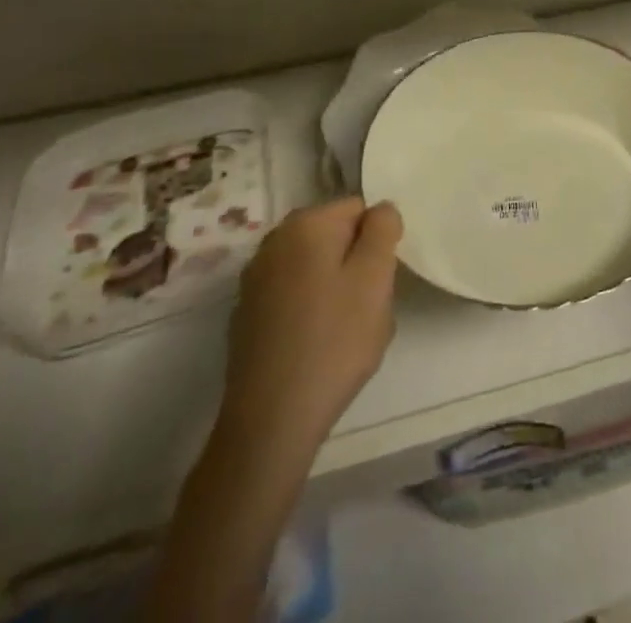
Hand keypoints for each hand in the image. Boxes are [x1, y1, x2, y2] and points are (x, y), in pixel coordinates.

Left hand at [220, 197, 402, 453]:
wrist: (270, 421)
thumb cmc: (333, 341)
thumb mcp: (375, 277)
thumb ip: (383, 229)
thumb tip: (380, 210)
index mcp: (306, 223)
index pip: (360, 209)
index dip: (378, 242)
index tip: (381, 281)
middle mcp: (274, 241)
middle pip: (335, 237)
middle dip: (356, 265)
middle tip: (367, 308)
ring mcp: (255, 279)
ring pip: (316, 269)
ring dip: (335, 289)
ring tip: (344, 333)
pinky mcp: (247, 315)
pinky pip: (294, 296)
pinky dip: (310, 311)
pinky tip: (316, 347)